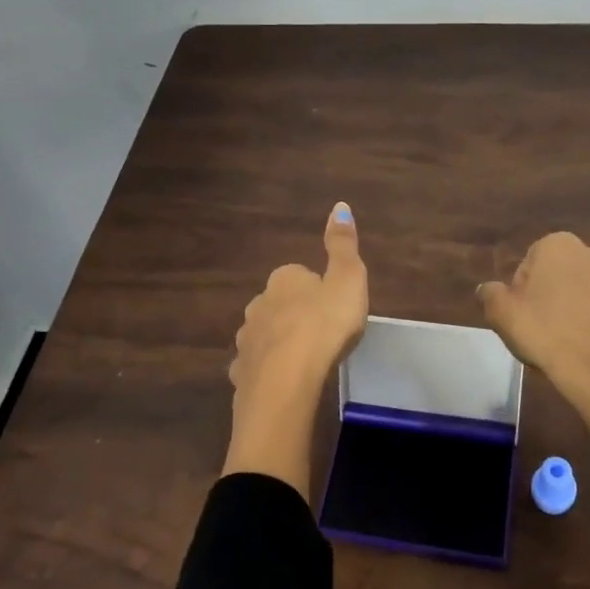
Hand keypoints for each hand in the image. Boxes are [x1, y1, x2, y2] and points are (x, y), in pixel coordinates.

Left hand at [223, 203, 368, 496]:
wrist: (287, 381)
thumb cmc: (324, 326)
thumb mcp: (348, 280)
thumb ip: (343, 246)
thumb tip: (339, 205)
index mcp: (284, 280)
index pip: (298, 275)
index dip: (316, 289)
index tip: (333, 306)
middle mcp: (258, 304)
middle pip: (277, 304)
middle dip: (294, 314)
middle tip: (320, 334)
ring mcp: (246, 340)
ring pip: (263, 334)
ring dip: (279, 342)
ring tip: (303, 360)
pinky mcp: (241, 373)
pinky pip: (256, 367)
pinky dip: (266, 371)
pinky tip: (283, 383)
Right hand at [476, 232, 589, 409]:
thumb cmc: (547, 333)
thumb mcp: (502, 314)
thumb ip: (491, 295)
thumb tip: (488, 290)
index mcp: (560, 245)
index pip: (529, 264)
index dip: (521, 292)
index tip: (521, 316)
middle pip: (561, 276)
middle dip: (551, 297)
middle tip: (540, 330)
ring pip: (588, 294)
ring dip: (577, 310)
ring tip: (565, 345)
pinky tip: (587, 351)